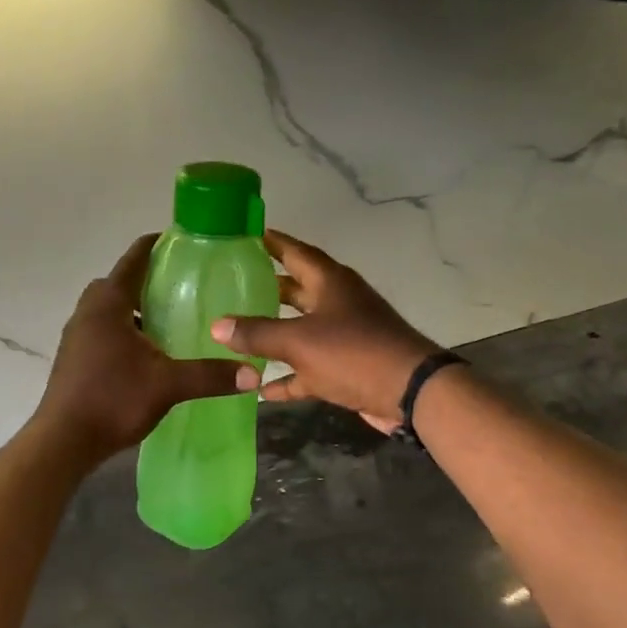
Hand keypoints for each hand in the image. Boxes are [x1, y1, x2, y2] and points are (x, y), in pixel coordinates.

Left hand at [34, 233, 243, 460]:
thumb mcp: (168, 385)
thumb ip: (210, 376)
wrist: (63, 441)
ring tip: (170, 322)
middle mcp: (88, 311)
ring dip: (136, 309)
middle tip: (184, 289)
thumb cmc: (113, 400)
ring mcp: (77, 334)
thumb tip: (252, 375)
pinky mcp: (74, 357)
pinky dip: (125, 330)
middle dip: (150, 281)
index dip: (158, 245)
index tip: (184, 243)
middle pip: (120, 282)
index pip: (134, 259)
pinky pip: (103, 329)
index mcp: (108, 303)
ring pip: (110, 308)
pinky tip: (148, 354)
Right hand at [212, 230, 439, 433]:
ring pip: (301, 330)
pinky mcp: (346, 368)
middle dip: (267, 289)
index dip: (271, 242)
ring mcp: (344, 337)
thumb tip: (217, 326)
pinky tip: (259, 388)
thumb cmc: (354, 353)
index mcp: (330, 282)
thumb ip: (257, 334)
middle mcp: (337, 303)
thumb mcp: (299, 340)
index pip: (294, 252)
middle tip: (232, 286)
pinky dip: (287, 377)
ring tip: (237, 335)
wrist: (409, 392)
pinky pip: (308, 369)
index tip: (245, 235)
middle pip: (296, 290)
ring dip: (274, 335)